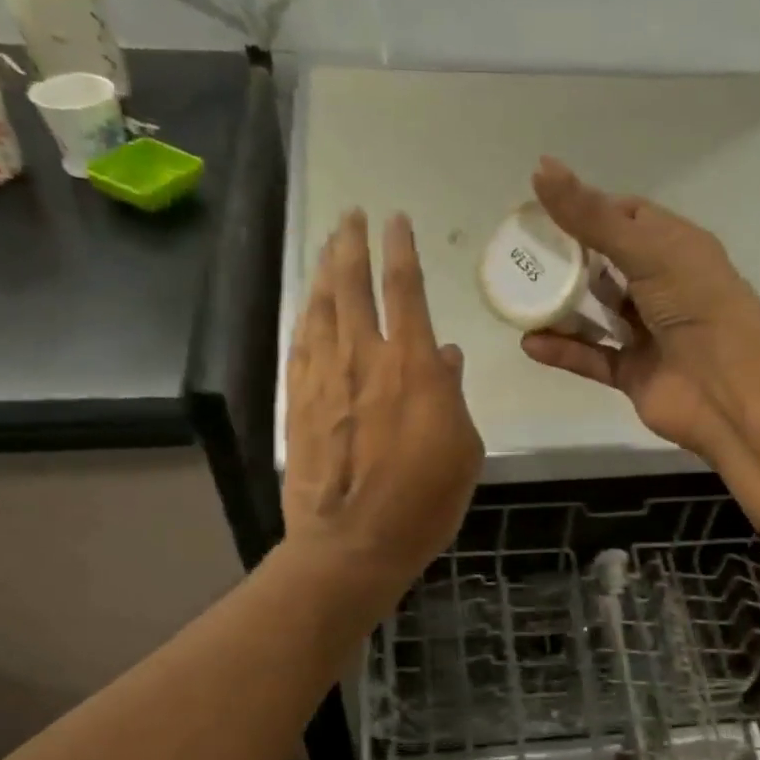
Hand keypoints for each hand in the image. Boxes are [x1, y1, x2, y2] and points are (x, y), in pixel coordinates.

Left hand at [284, 210, 482, 601]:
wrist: (352, 543)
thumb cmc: (423, 503)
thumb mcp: (462, 451)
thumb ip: (453, 397)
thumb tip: (448, 357)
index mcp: (414, 367)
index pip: (405, 289)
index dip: (400, 249)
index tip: (396, 221)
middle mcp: (364, 358)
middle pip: (354, 285)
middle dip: (353, 243)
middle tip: (351, 216)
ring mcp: (324, 378)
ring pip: (322, 308)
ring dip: (326, 271)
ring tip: (329, 245)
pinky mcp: (297, 402)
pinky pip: (300, 345)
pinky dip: (307, 317)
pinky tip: (309, 307)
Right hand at [519, 157, 759, 461]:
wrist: (729, 388)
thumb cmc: (696, 305)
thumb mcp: (644, 249)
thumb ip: (591, 216)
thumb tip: (540, 167)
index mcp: (675, 246)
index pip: (628, 217)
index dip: (589, 210)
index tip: (544, 211)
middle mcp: (662, 287)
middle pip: (606, 267)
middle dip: (566, 261)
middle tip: (521, 256)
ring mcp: (647, 333)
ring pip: (596, 316)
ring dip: (560, 309)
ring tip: (517, 299)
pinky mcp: (634, 373)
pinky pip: (593, 358)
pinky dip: (564, 351)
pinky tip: (530, 343)